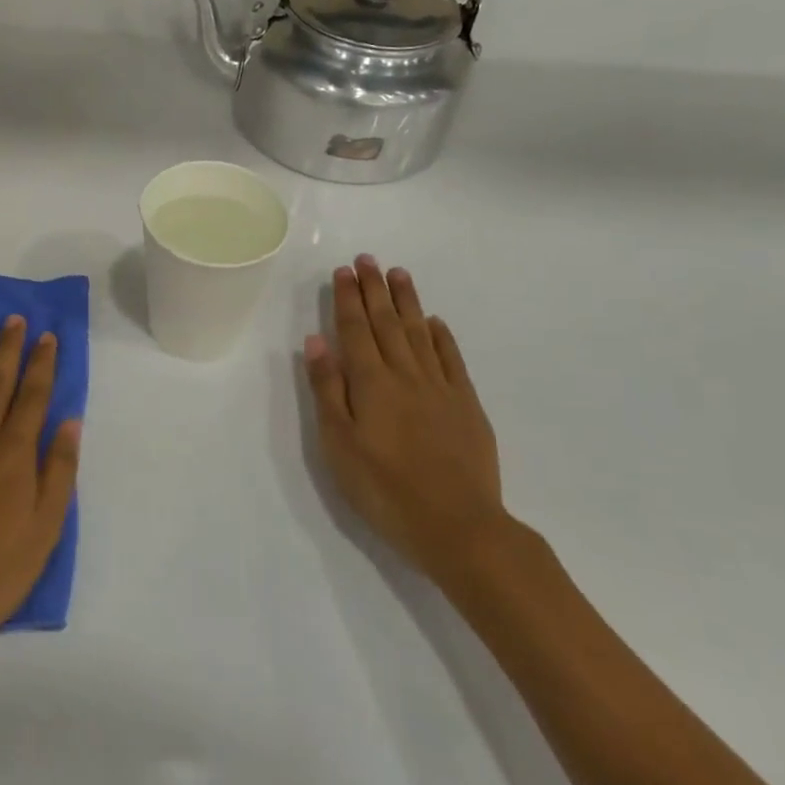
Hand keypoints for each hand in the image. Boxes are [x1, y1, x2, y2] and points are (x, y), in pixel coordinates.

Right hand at [304, 256, 508, 586]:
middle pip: (387, 322)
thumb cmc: (385, 488)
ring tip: (399, 273)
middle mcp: (405, 374)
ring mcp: (440, 387)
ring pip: (420, 332)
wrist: (458, 526)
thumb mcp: (339, 443)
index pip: (355, 329)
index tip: (344, 271)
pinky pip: (451, 359)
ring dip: (407, 301)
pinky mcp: (467, 405)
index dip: (348, 298)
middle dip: (375, 289)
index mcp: (371, 382)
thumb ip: (328, 389)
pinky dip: (442, 336)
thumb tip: (317, 340)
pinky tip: (435, 322)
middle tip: (368, 258)